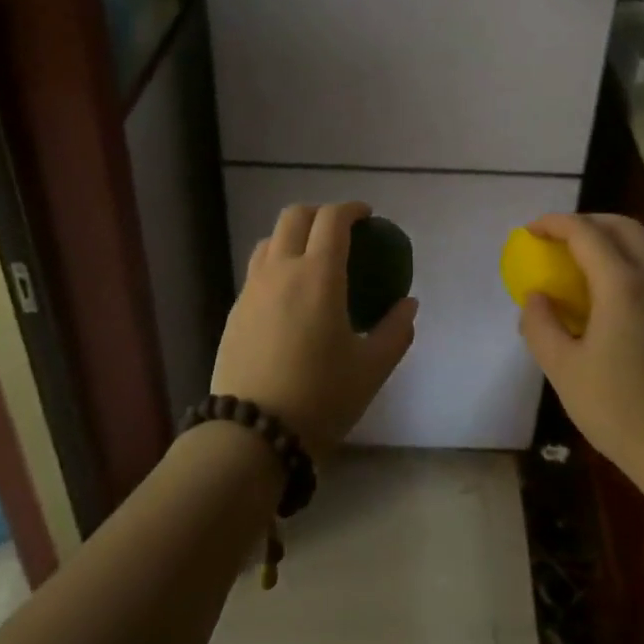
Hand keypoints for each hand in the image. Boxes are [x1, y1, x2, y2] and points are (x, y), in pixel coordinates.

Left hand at [212, 201, 417, 460]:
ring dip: (294, 236)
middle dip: (320, 213)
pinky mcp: (235, 311)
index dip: (351, 209)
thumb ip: (396, 330)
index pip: (332, 219)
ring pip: (269, 240)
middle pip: (294, 216)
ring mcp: (252, 289)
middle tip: (340, 232)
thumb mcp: (372, 368)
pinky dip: (277, 264)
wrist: (252, 434)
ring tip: (312, 260)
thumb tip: (408, 304)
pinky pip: (257, 270)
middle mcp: (281, 270)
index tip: (368, 217)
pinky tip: (290, 296)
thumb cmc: (320, 397)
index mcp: (317, 275)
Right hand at [517, 213, 643, 491]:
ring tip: (577, 272)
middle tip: (557, 241)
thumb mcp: (562, 369)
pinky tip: (604, 307)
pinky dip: (623, 270)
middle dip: (587, 223)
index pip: (586, 233)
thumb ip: (541, 325)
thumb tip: (536, 297)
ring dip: (607, 246)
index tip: (530, 231)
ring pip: (642, 251)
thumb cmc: (618, 409)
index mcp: (622, 286)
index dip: (555, 224)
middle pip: (623, 228)